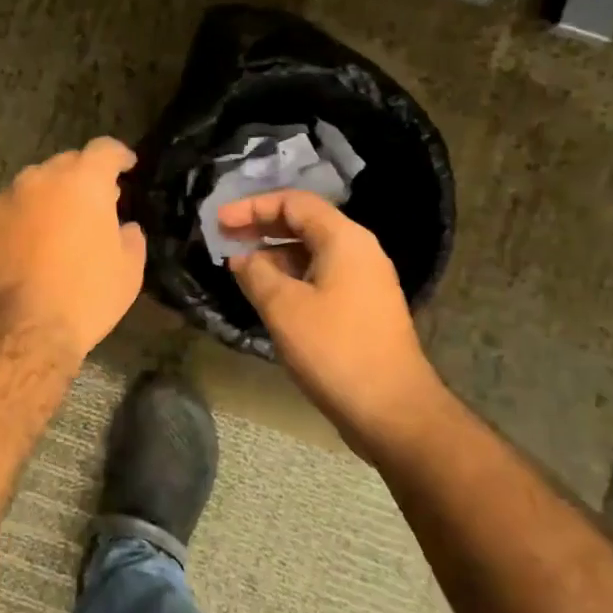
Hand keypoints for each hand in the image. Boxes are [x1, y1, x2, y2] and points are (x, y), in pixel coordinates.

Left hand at [0, 138, 146, 362]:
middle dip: (83, 179)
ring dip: (48, 197)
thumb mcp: (129, 269)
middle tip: (94, 206)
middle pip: (67, 164)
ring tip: (56, 226)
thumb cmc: (85, 296)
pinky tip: (22, 240)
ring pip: (34, 185)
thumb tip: (122, 226)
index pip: (105, 149)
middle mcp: (41, 177)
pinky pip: (6, 207)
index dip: (119, 156)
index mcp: (84, 180)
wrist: (19, 329)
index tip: (127, 166)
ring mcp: (6, 197)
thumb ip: (130, 235)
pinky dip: (18, 216)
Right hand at [221, 191, 440, 443]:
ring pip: (312, 251)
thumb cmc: (334, 350)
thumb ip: (256, 273)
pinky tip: (267, 293)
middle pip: (304, 223)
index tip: (219, 222)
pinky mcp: (363, 308)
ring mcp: (364, 281)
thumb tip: (242, 258)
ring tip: (239, 267)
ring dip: (274, 253)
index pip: (294, 202)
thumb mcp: (283, 307)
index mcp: (344, 239)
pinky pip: (320, 276)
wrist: (393, 410)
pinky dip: (290, 275)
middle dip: (261, 226)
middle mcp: (359, 251)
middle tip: (224, 238)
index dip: (252, 206)